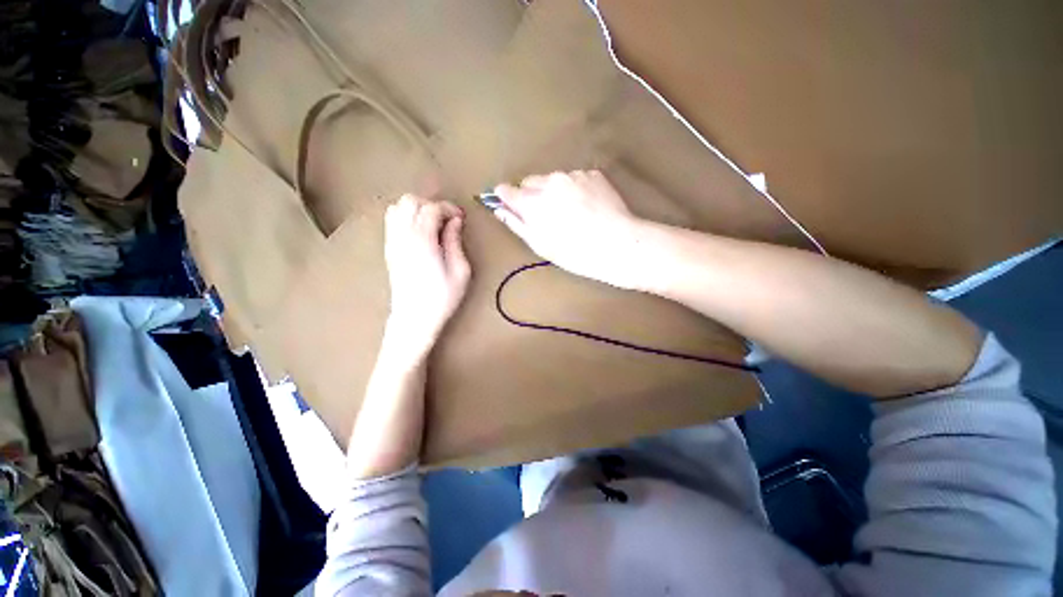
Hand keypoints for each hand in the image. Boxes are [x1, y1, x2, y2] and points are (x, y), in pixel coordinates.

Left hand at [383, 195, 470, 358]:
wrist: (414, 317)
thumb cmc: (442, 297)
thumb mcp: (460, 271)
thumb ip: (455, 241)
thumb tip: (455, 221)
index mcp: (422, 240)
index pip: (431, 208)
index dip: (448, 208)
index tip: (461, 217)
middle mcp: (403, 235)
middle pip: (410, 201)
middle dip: (432, 205)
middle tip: (447, 220)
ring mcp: (392, 241)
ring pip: (397, 207)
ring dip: (417, 209)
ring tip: (433, 225)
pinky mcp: (389, 249)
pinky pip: (392, 220)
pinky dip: (406, 217)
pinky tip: (420, 232)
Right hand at [493, 170, 648, 289]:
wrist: (617, 244)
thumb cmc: (575, 253)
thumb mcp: (541, 245)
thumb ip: (517, 224)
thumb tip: (499, 209)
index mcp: (532, 202)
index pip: (506, 190)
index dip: (506, 198)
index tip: (511, 205)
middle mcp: (550, 181)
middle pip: (529, 182)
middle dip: (532, 195)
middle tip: (546, 216)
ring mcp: (573, 175)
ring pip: (553, 179)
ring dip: (555, 192)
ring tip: (571, 213)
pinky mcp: (592, 173)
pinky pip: (574, 179)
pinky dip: (575, 189)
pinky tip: (587, 207)